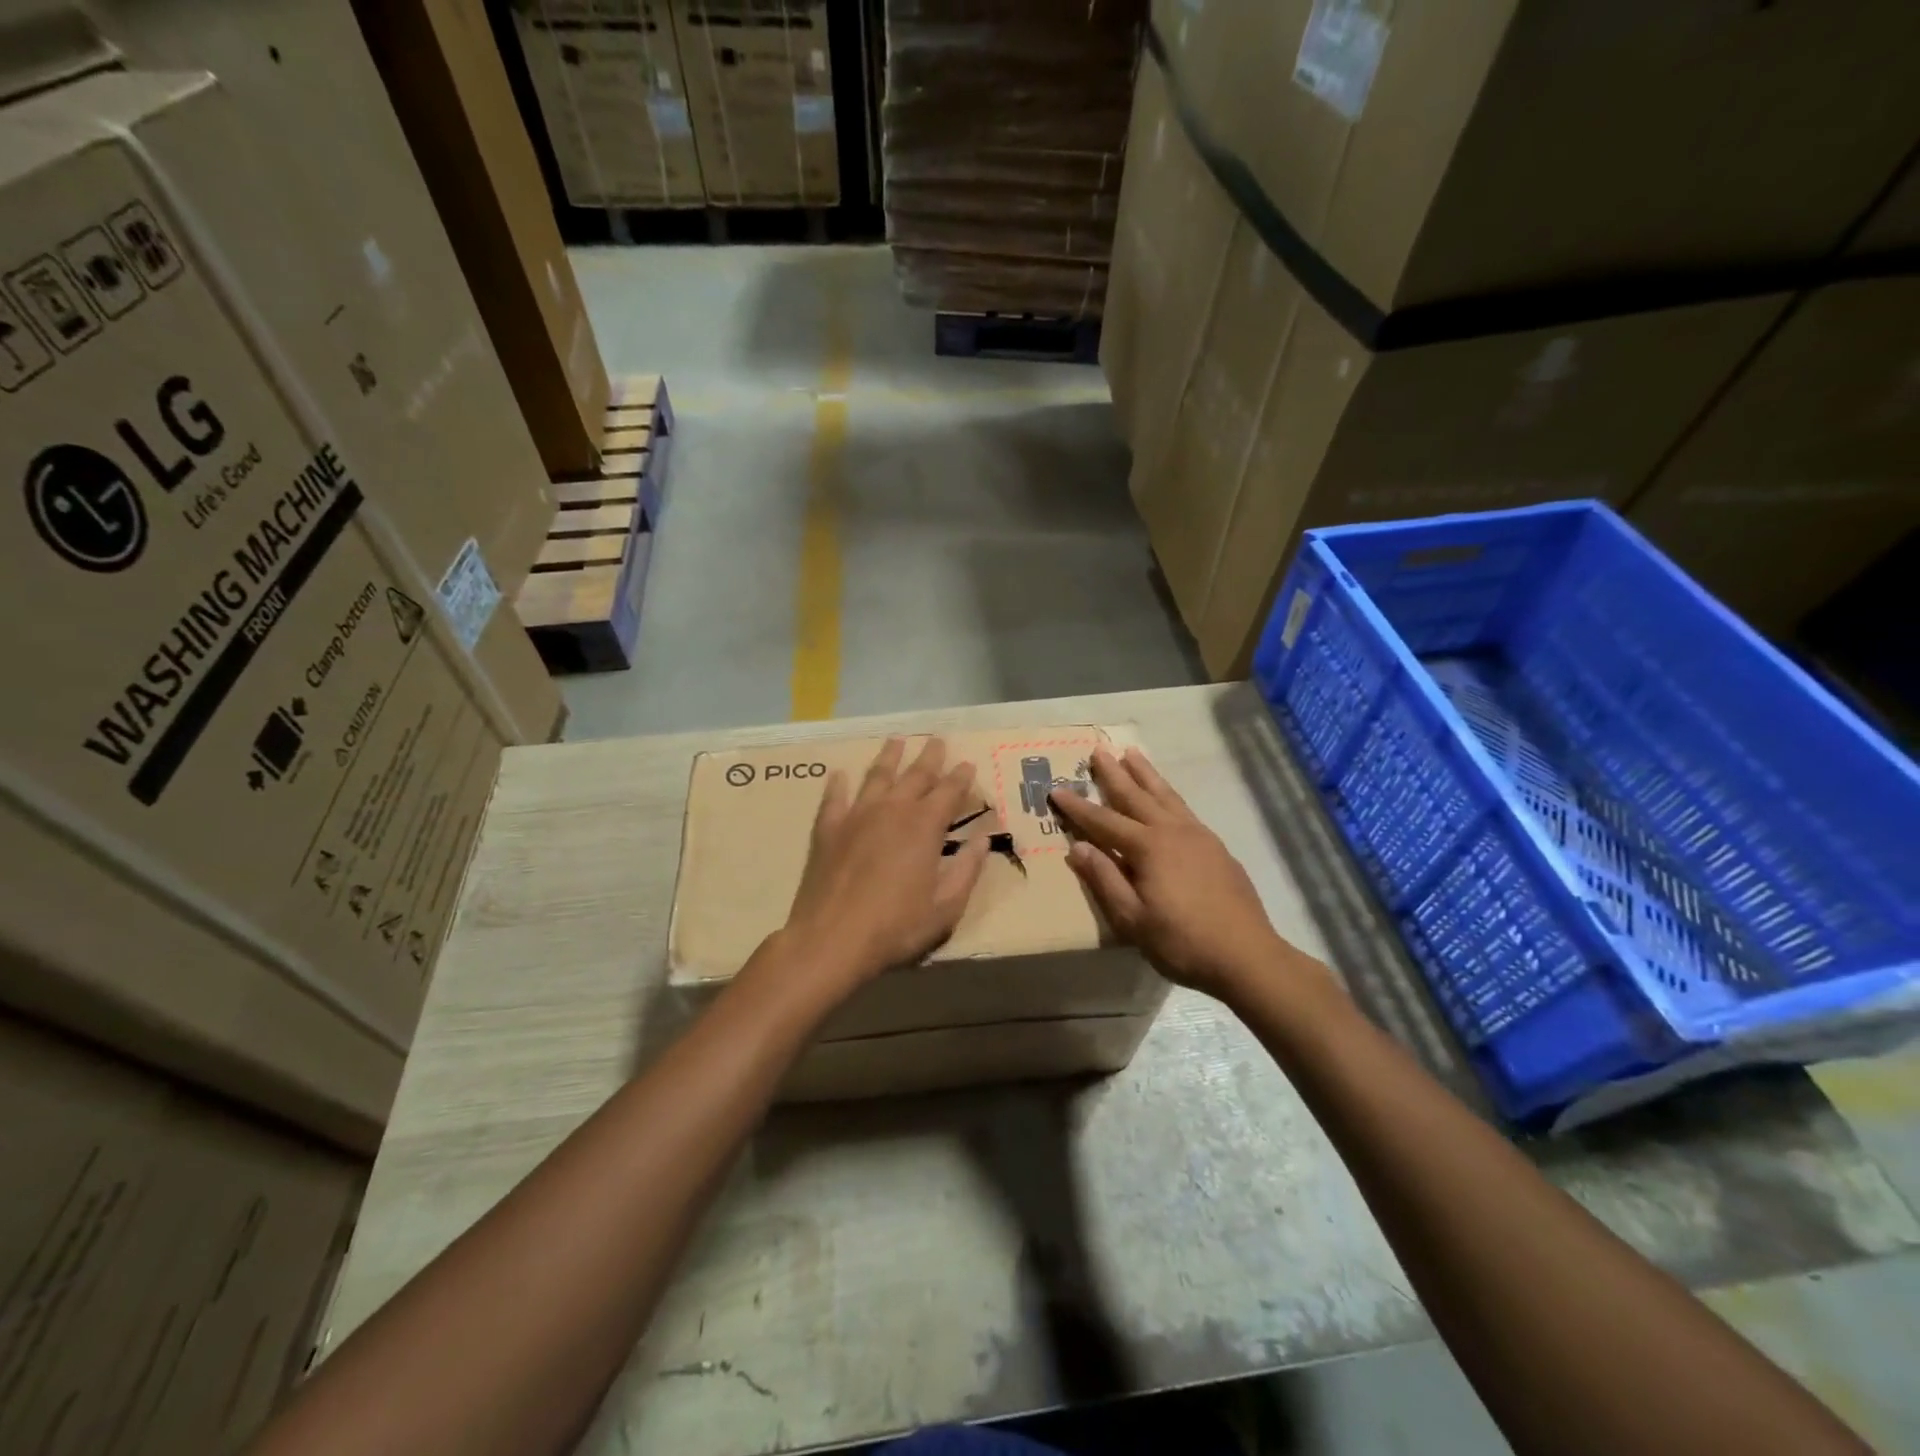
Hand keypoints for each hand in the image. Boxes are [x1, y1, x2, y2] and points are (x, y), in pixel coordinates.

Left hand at [775, 737, 991, 995]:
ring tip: (896, 741)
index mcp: (924, 826)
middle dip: (929, 757)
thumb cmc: (895, 928)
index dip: (961, 777)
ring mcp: (856, 816)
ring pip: (876, 776)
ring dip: (889, 757)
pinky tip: (839, 774)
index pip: (949, 792)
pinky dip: (838, 784)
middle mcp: (892, 810)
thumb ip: (967, 870)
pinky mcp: (827, 830)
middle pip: (915, 775)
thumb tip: (982, 839)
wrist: (830, 940)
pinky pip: (834, 798)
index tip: (968, 763)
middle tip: (937, 740)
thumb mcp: (945, 908)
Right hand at [1050, 747, 1300, 1001]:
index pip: (1103, 821)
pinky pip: (1184, 808)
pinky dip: (1169, 794)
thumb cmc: (1182, 941)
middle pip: (1137, 795)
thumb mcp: (1132, 918)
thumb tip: (1077, 847)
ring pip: (1165, 795)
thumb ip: (1105, 879)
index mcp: (1148, 847)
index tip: (1056, 790)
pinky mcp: (1216, 847)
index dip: (1078, 807)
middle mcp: (1172, 831)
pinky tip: (1167, 797)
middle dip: (1114, 773)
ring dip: (1146, 774)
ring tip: (1132, 753)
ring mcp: (1198, 836)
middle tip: (1099, 749)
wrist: (1246, 955)